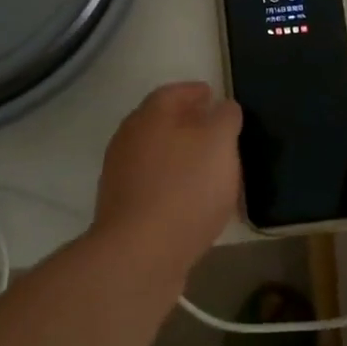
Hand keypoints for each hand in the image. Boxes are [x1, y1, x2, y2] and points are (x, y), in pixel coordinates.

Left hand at [93, 82, 242, 284]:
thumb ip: (225, 118)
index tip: (214, 96)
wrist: (140, 254)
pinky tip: (192, 200)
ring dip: (180, 155)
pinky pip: (153, 185)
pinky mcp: (122, 208)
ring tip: (209, 168)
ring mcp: (121, 174)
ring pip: (156, 154)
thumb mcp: (220, 144)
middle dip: (187, 123)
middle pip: (161, 122)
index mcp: (150, 115)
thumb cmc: (185, 189)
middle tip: (215, 131)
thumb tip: (224, 106)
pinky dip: (172, 184)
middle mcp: (129, 138)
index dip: (195, 92)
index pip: (173, 92)